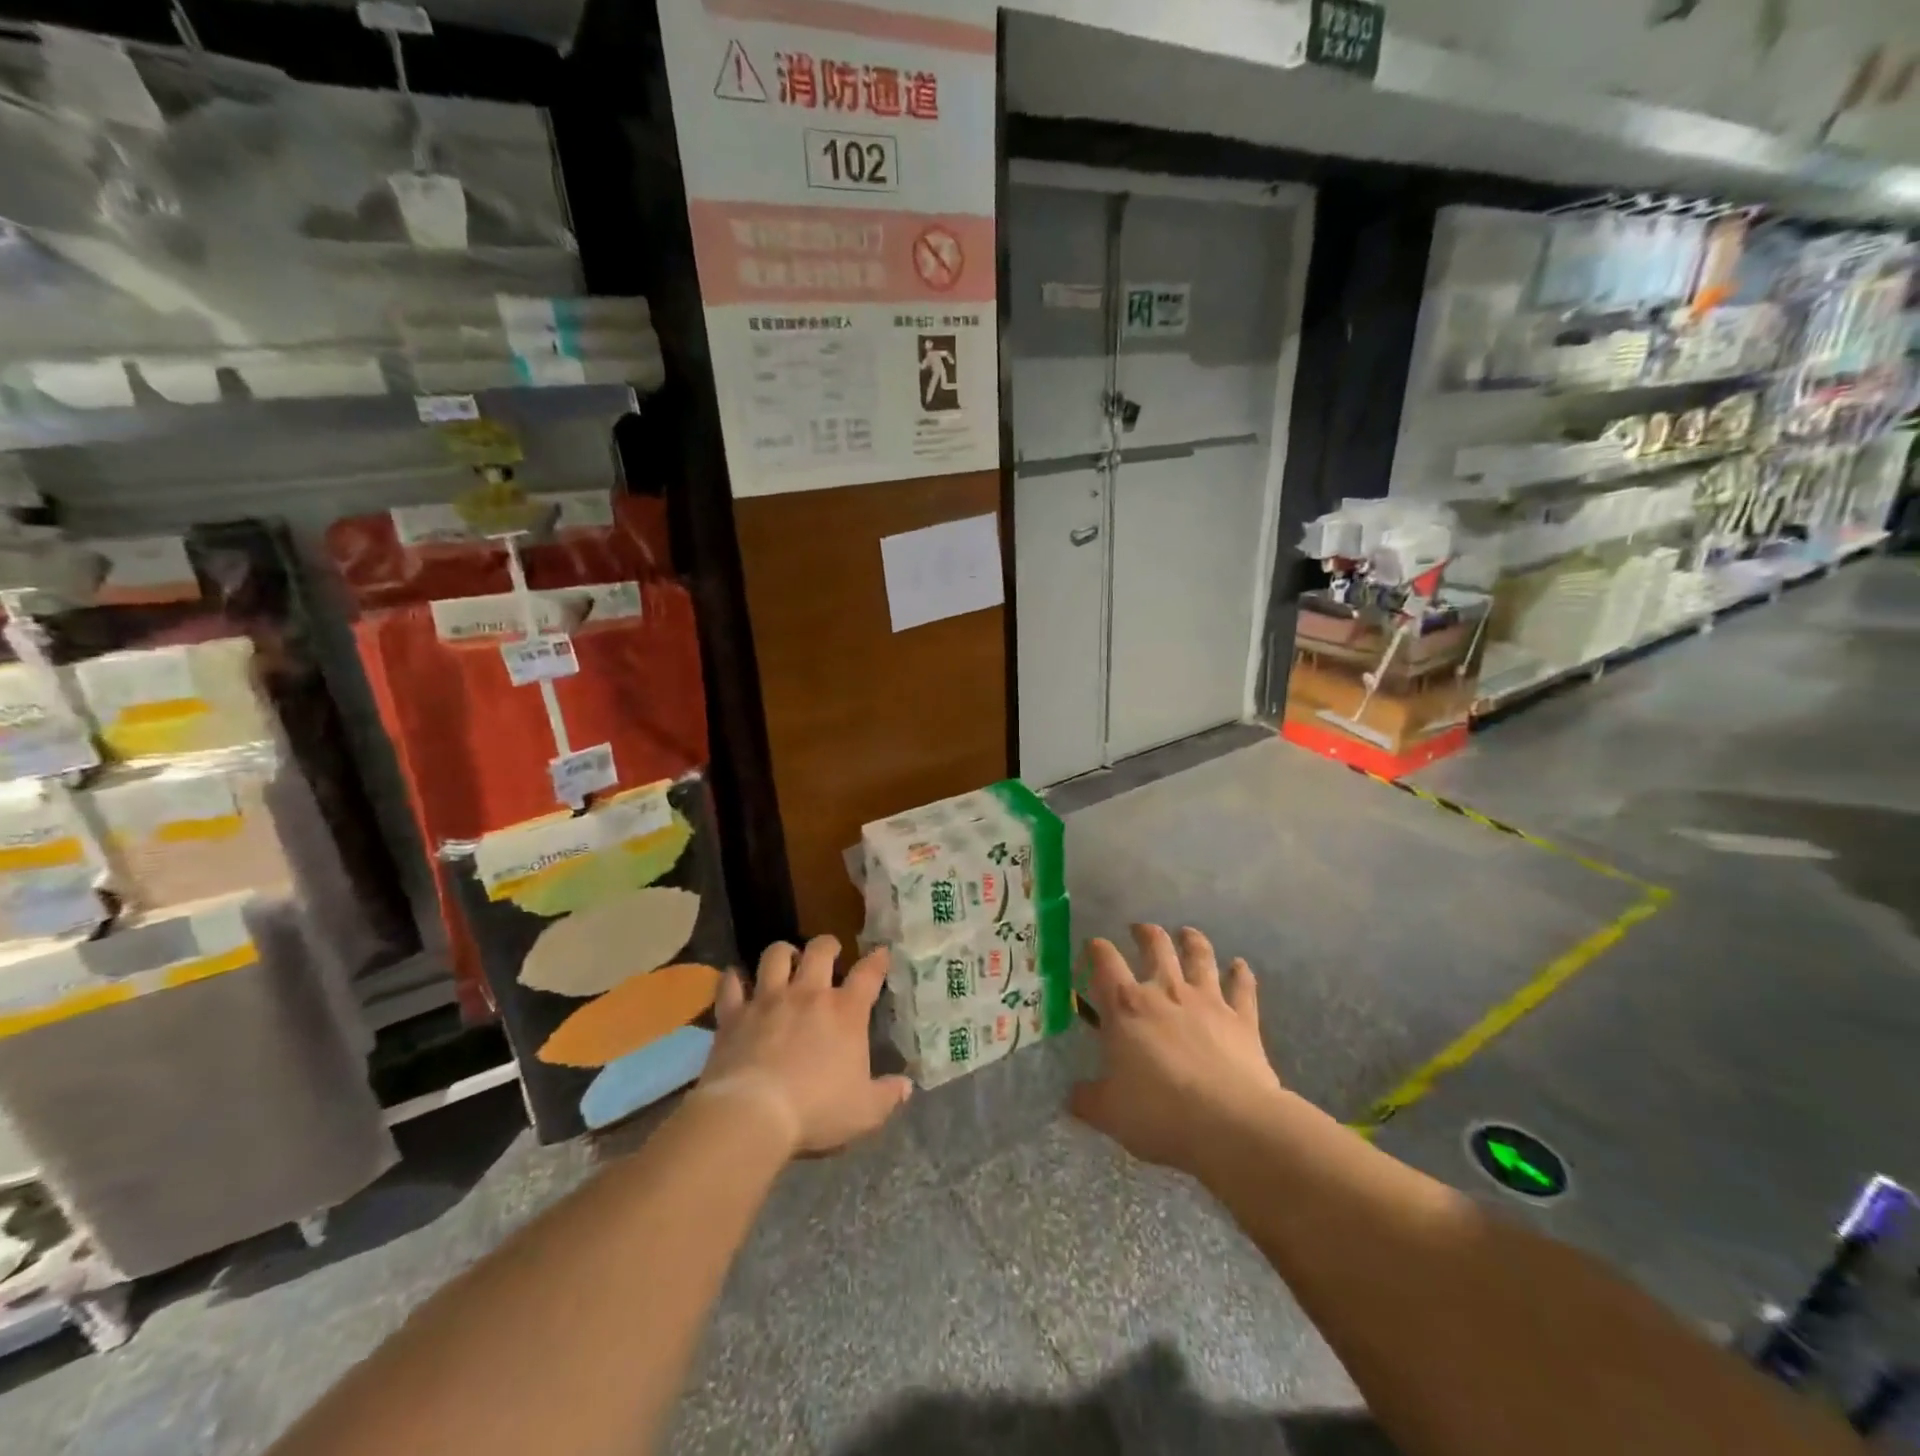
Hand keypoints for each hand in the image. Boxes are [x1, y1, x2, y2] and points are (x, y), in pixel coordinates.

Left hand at [696, 936, 912, 1157]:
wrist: (753, 1114)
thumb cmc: (816, 1111)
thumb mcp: (865, 1111)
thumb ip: (887, 1095)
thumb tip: (906, 1087)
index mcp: (846, 1012)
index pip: (868, 974)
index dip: (877, 960)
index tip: (881, 952)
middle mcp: (808, 994)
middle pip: (820, 951)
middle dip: (827, 945)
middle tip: (829, 952)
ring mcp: (768, 1000)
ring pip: (775, 955)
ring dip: (783, 953)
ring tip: (786, 959)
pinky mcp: (734, 1014)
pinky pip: (731, 984)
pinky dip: (734, 978)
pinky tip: (735, 979)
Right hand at [1070, 924, 1283, 1175]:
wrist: (1230, 1123)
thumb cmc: (1160, 1113)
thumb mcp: (1110, 1113)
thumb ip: (1088, 1099)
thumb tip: (1072, 1096)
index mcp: (1126, 1007)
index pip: (1105, 963)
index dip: (1097, 949)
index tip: (1093, 946)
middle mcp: (1165, 991)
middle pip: (1155, 946)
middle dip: (1145, 933)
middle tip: (1139, 930)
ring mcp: (1207, 1001)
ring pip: (1199, 957)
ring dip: (1192, 941)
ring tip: (1187, 933)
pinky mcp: (1242, 1019)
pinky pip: (1242, 988)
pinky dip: (1241, 974)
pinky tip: (1240, 965)